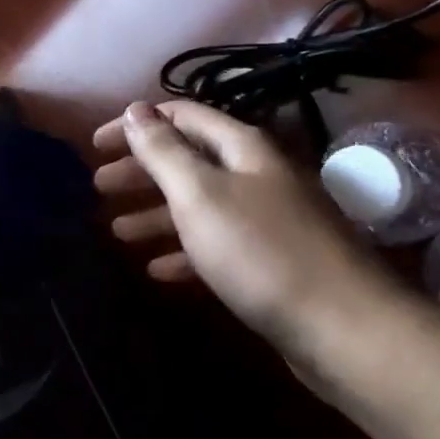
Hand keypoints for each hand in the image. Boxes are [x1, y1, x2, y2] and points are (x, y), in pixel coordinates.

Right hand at [94, 100, 405, 374]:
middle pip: (189, 160)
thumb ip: (164, 151)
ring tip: (117, 230)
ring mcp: (266, 220)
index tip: (96, 146)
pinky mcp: (270, 263)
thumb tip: (135, 109)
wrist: (343, 329)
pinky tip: (158, 270)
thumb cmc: (261, 251)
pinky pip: (217, 246)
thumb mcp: (200, 194)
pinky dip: (184, 252)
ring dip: (157, 214)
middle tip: (99, 187)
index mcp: (242, 148)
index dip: (137, 125)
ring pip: (200, 205)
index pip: (181, 117)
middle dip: (142, 170)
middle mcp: (256, 175)